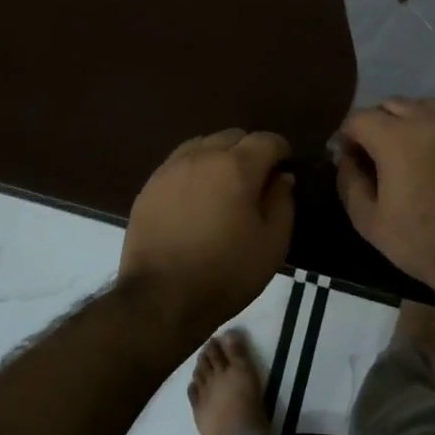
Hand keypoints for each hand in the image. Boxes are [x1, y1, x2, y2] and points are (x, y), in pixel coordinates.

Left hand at [121, 129, 294, 331]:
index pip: (266, 140)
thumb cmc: (226, 272)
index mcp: (237, 166)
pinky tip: (196, 198)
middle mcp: (202, 156)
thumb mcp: (272, 244)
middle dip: (250, 151)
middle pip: (233, 136)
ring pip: (203, 145)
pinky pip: (179, 163)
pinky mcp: (150, 186)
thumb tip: (282, 178)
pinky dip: (194, 170)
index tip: (285, 169)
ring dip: (220, 157)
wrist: (160, 297)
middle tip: (256, 181)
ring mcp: (171, 169)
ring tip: (224, 186)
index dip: (281, 151)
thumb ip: (282, 203)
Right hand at [336, 98, 434, 305]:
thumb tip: (346, 158)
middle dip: (377, 125)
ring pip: (422, 106)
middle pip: (390, 105)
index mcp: (394, 138)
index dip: (348, 136)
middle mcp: (426, 118)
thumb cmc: (421, 240)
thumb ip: (349, 181)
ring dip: (409, 121)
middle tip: (378, 155)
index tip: (349, 157)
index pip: (359, 118)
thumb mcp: (369, 221)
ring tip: (411, 151)